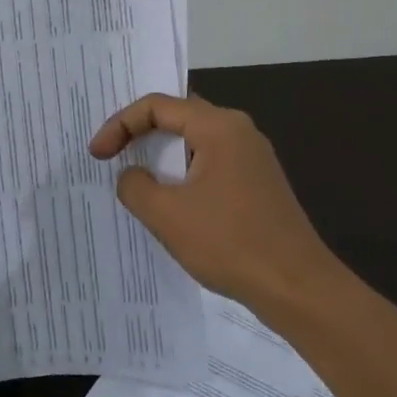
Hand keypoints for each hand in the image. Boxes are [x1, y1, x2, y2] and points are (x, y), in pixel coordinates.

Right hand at [89, 93, 342, 310]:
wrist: (299, 290)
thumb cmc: (230, 244)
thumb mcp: (166, 215)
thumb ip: (135, 186)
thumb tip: (132, 176)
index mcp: (219, 127)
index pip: (157, 106)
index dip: (120, 124)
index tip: (97, 154)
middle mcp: (238, 132)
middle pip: (177, 116)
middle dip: (138, 132)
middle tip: (109, 150)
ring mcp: (252, 159)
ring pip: (193, 141)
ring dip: (160, 155)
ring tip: (131, 173)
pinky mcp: (256, 184)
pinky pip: (208, 163)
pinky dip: (181, 173)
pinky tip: (167, 199)